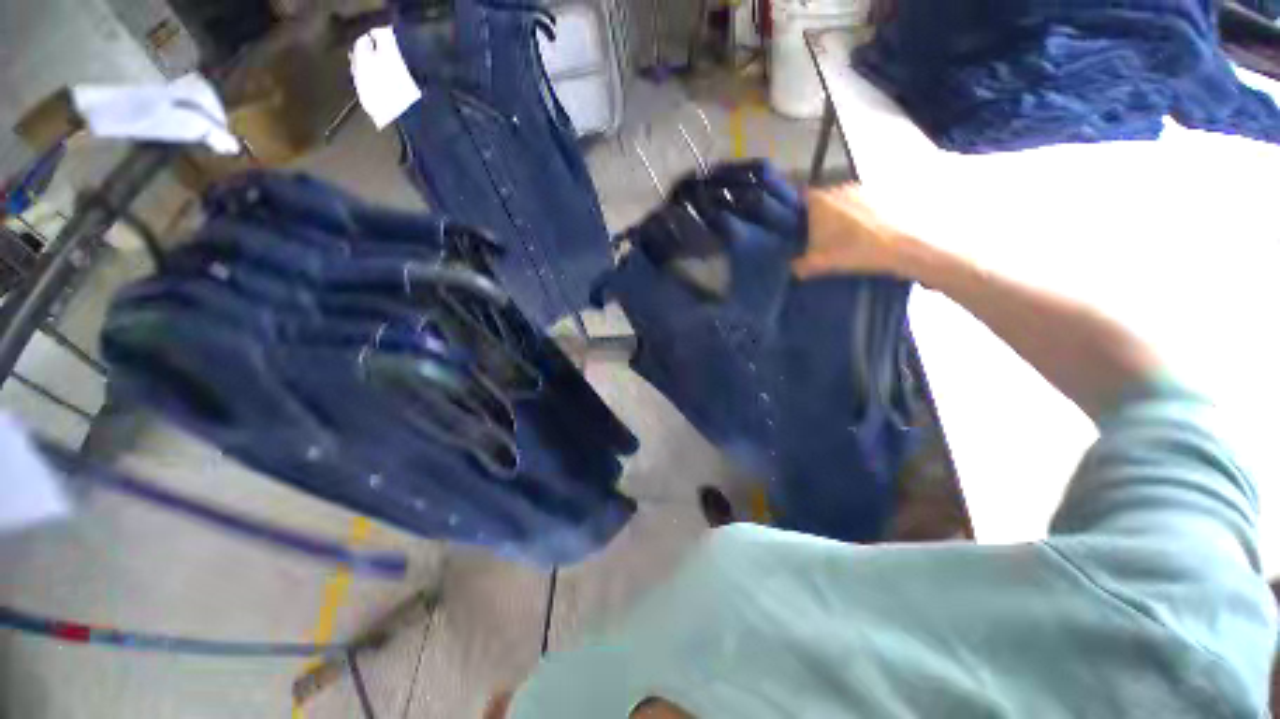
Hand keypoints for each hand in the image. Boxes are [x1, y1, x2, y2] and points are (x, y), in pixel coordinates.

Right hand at [793, 184, 919, 278]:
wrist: (903, 245)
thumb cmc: (853, 250)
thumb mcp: (820, 264)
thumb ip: (800, 265)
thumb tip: (793, 267)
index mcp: (819, 201)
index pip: (800, 199)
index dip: (798, 213)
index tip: (799, 228)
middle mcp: (839, 187)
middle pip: (823, 200)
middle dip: (821, 215)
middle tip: (822, 237)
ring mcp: (863, 188)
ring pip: (844, 201)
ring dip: (843, 215)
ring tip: (847, 237)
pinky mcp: (884, 193)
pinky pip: (864, 203)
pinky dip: (863, 215)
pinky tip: (867, 233)